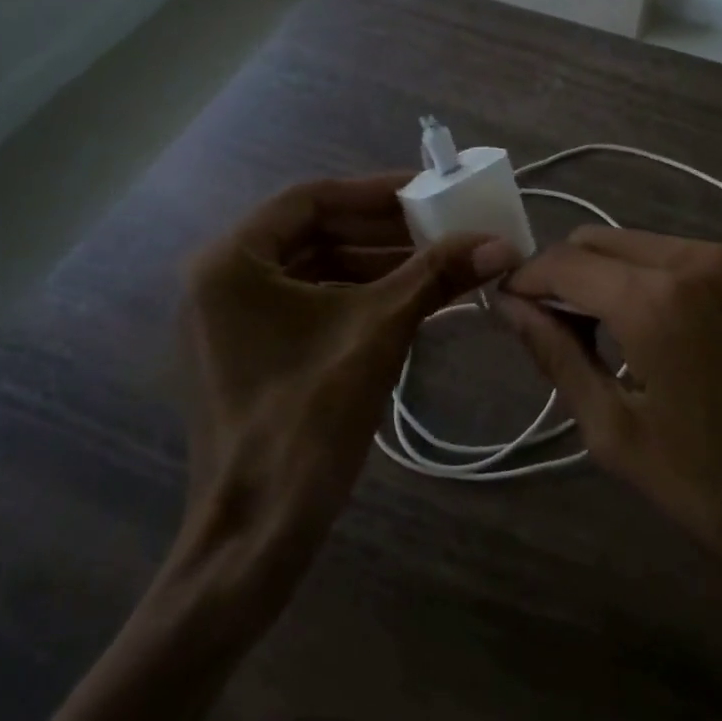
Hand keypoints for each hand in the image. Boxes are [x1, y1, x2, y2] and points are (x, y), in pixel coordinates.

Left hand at [178, 174, 519, 590]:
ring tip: (437, 262)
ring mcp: (229, 317)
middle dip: (381, 229)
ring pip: (312, 268)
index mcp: (232, 260)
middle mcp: (220, 278)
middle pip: (312, 231)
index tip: (429, 190)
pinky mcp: (246, 349)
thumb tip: (500, 242)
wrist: (257, 530)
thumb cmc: (307, 419)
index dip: (375, 190)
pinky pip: (306, 303)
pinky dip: (355, 296)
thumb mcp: (378, 333)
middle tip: (441, 226)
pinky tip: (407, 300)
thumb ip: (435, 276)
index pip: (311, 198)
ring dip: (374, 263)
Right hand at [498, 227, 721, 673]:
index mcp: (654, 299)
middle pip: (600, 240)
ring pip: (645, 245)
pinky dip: (659, 280)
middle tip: (560, 333)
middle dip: (566, 276)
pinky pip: (691, 259)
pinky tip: (671, 335)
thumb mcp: (620, 434)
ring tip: (615, 339)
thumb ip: (557, 357)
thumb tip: (510, 307)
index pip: (562, 263)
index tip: (510, 312)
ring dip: (612, 277)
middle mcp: (696, 260)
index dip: (526, 283)